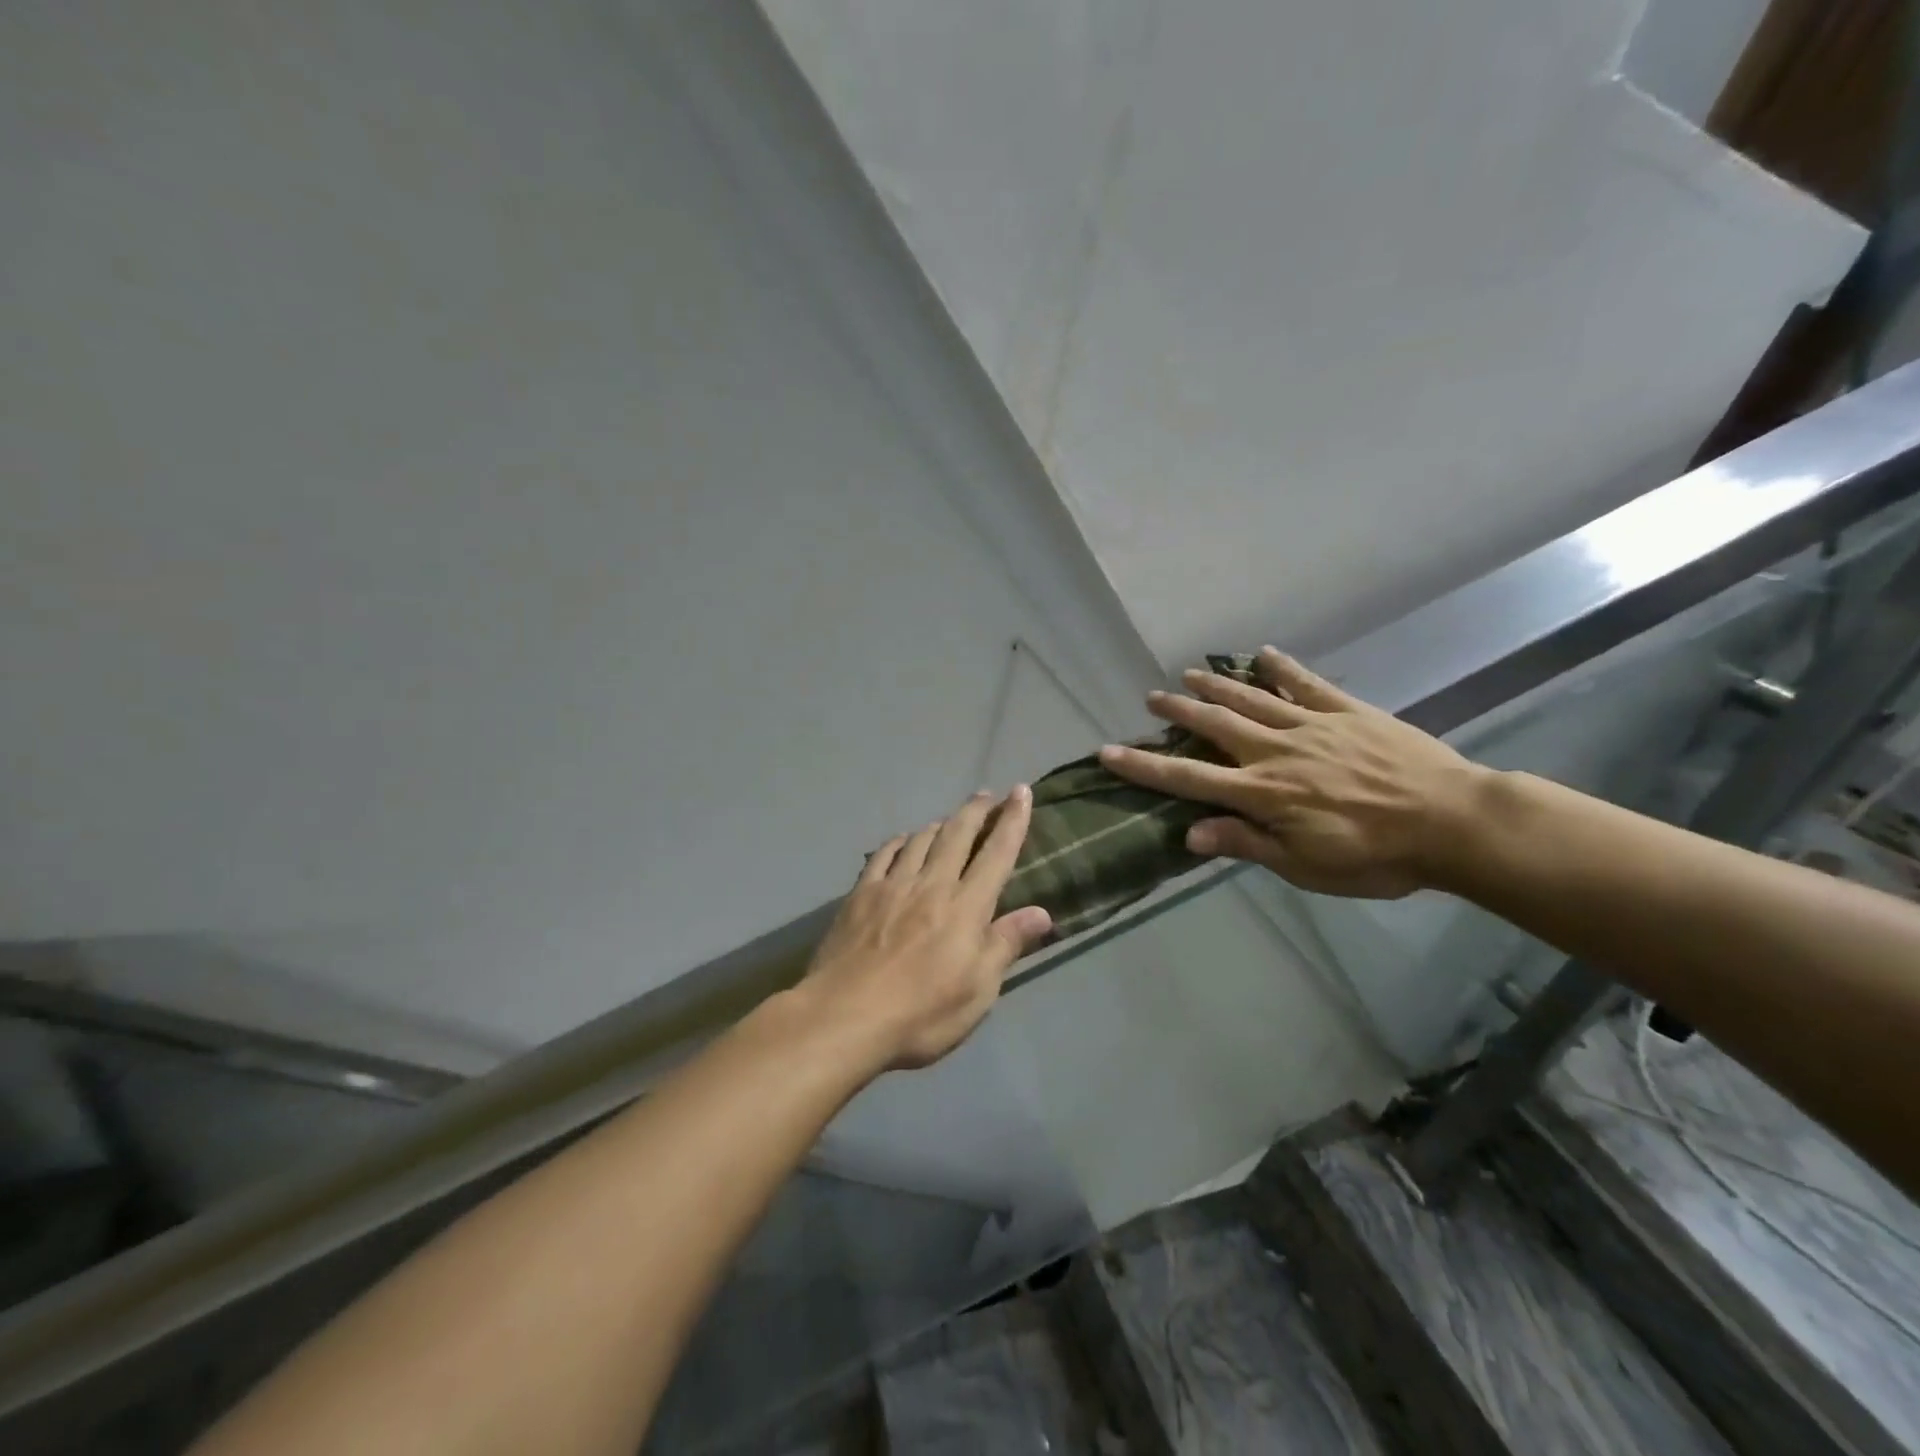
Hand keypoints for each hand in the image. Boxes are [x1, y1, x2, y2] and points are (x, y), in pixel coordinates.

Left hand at [801, 787, 1053, 1069]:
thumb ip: (1006, 944)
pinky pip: (884, 854)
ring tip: (950, 819)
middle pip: (958, 834)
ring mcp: (892, 885)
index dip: (1012, 821)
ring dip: (940, 823)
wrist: (844, 1016)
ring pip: (921, 839)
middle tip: (988, 795)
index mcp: (966, 907)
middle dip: (976, 810)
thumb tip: (1041, 912)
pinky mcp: (861, 894)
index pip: (997, 853)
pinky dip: (899, 841)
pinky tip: (902, 841)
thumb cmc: (921, 1013)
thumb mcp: (978, 991)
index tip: (1021, 792)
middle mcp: (932, 884)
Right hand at [1097, 647, 1486, 898]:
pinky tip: (1265, 654)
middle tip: (1151, 697)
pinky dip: (1284, 668)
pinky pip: (1308, 684)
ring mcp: (1313, 726)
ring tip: (1189, 673)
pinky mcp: (1348, 712)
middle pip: (1215, 725)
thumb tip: (1190, 833)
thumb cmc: (1376, 857)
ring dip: (1217, 685)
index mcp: (1262, 792)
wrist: (1452, 822)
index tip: (1109, 751)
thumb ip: (1247, 843)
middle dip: (1179, 711)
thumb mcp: (1305, 866)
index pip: (1188, 778)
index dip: (1144, 766)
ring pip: (1252, 699)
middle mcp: (1276, 751)